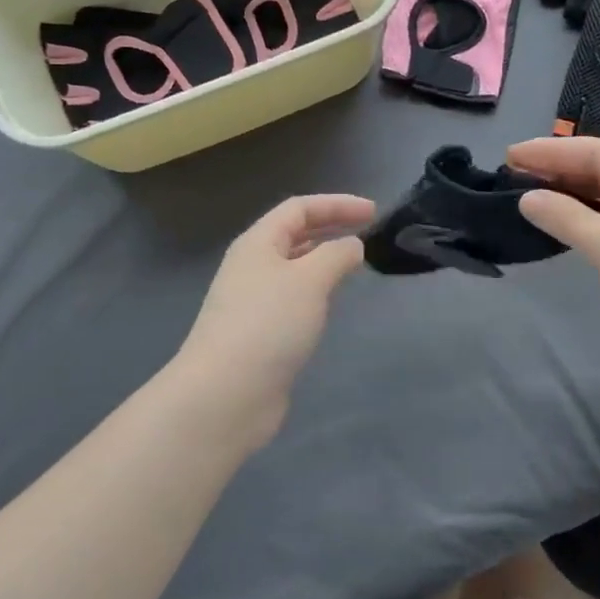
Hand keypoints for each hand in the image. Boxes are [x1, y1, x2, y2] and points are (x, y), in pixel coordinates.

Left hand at [172, 193, 375, 446]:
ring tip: (354, 264)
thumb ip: (337, 255)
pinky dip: (316, 290)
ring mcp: (253, 301)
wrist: (226, 394)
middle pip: (293, 234)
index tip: (373, 212)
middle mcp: (252, 266)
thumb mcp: (310, 280)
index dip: (336, 204)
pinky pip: (292, 297)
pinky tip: (331, 303)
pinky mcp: (259, 333)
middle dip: (330, 227)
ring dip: (323, 259)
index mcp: (258, 244)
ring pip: (293, 267)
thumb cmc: (269, 325)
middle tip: (368, 232)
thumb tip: (351, 246)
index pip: (299, 208)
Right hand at [507, 137, 599, 390]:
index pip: (599, 152)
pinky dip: (582, 217)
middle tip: (511, 174)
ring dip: (568, 193)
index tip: (510, 154)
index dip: (552, 151)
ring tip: (526, 192)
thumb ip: (567, 217)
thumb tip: (527, 198)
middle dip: (558, 169)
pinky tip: (556, 219)